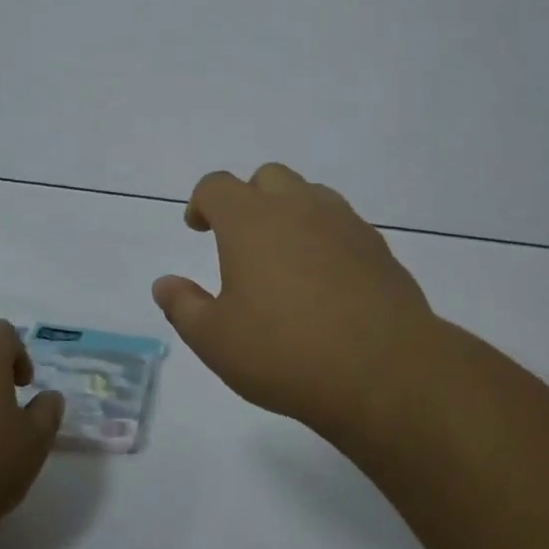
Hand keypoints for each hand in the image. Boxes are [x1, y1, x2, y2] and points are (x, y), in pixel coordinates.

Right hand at [151, 163, 438, 444]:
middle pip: (268, 177)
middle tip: (241, 241)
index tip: (198, 228)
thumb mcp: (215, 340)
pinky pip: (342, 224)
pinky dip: (325, 238)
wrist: (384, 371)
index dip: (202, 203)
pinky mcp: (378, 247)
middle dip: (248, 199)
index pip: (217, 186)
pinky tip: (325, 281)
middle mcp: (298, 208)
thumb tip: (164, 284)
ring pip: (310, 195)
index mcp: (251, 220)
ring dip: (290, 212)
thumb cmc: (285, 352)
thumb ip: (183, 306)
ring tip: (284, 258)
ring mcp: (344, 223)